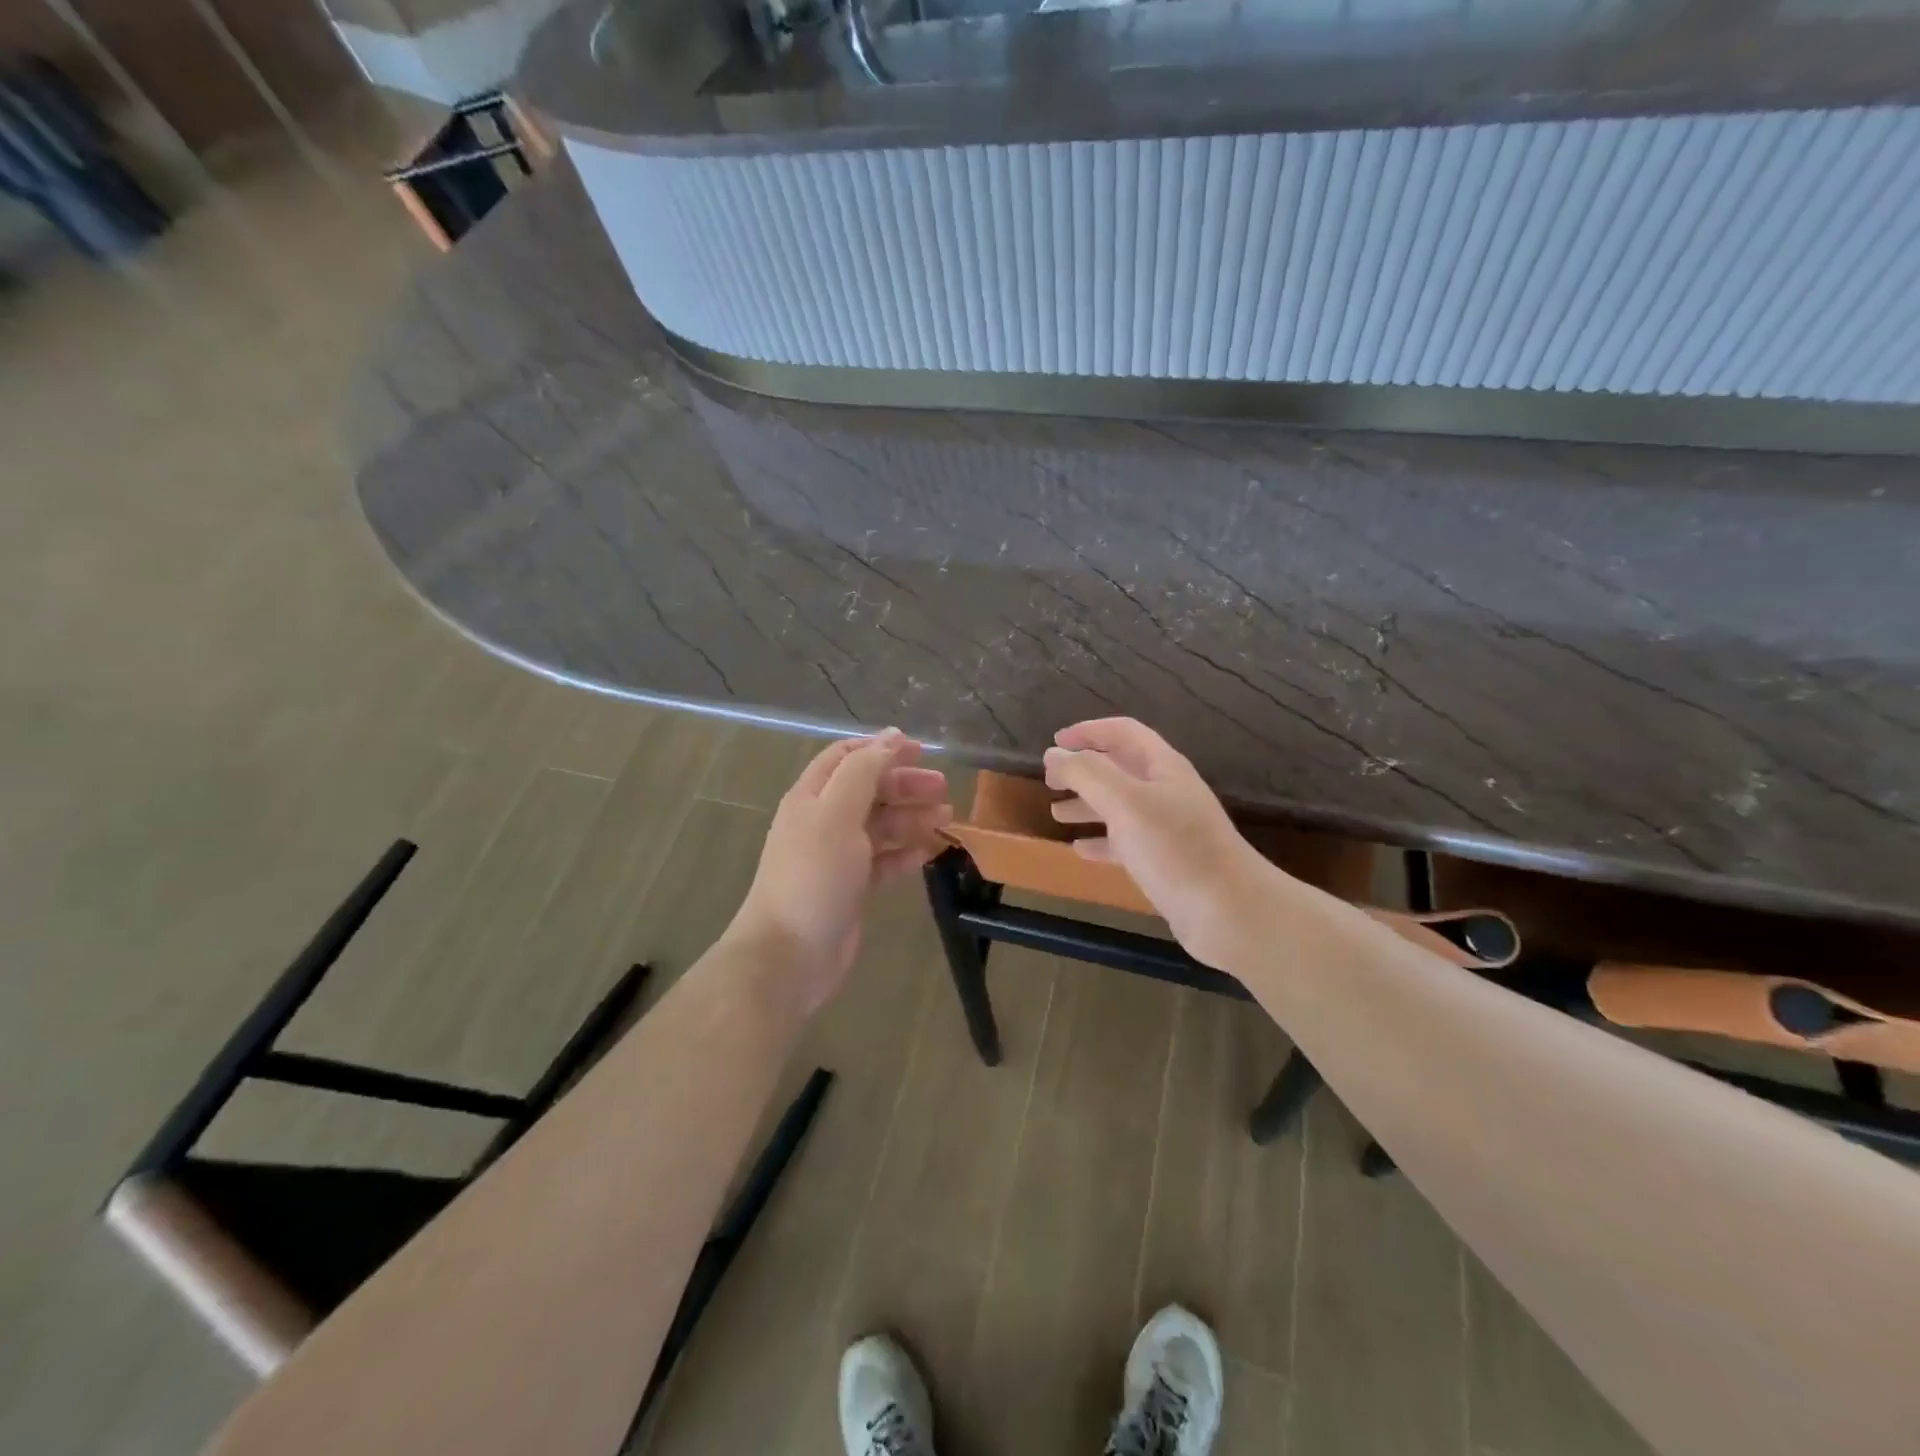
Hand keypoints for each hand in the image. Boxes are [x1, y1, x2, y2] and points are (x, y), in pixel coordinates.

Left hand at [727, 729, 951, 1013]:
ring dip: (911, 817)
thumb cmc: (814, 875)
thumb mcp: (837, 813)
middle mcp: (822, 821)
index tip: (920, 749)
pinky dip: (905, 853)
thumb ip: (863, 771)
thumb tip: (890, 737)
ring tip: (946, 819)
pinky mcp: (851, 888)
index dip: (880, 748)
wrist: (790, 953)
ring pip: (879, 826)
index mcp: (812, 797)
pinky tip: (928, 853)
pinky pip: (883, 861)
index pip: (845, 757)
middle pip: (868, 790)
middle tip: (943, 788)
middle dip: (904, 784)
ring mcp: (837, 856)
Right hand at [1044, 718, 1277, 969]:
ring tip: (1055, 813)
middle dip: (1083, 770)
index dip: (1088, 731)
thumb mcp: (1125, 802)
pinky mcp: (1164, 862)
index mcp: (1162, 768)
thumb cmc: (1175, 849)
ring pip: (1119, 806)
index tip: (1054, 743)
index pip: (1123, 733)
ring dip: (1087, 805)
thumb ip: (1087, 774)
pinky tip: (1079, 850)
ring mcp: (1167, 828)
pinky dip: (1100, 842)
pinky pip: (1125, 843)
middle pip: (1119, 769)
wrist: (1229, 912)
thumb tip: (1054, 754)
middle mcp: (1165, 792)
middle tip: (1049, 781)